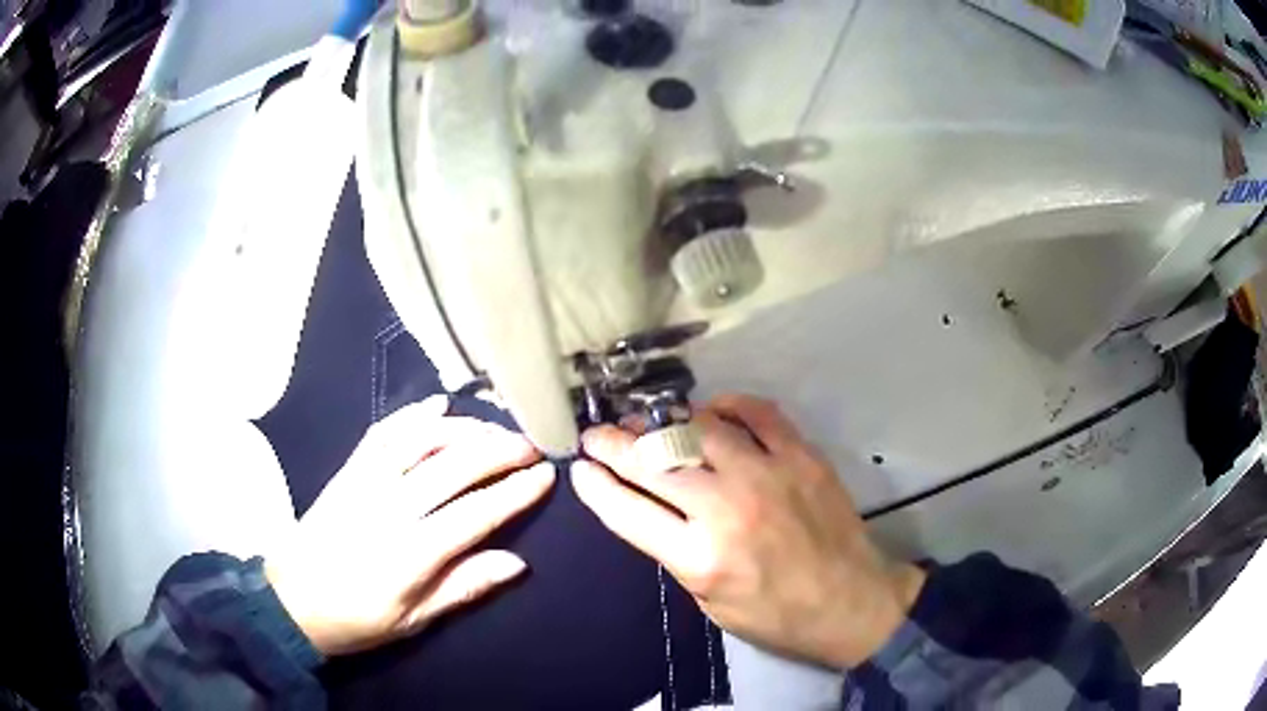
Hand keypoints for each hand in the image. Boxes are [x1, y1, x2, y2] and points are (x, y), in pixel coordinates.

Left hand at [265, 397, 554, 655]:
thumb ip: (463, 588)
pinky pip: (383, 434)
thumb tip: (517, 563)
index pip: (475, 513)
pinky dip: (413, 416)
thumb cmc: (357, 618)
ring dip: (464, 428)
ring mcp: (365, 483)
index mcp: (411, 553)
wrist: (291, 600)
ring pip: (421, 441)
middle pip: (454, 466)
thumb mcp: (413, 620)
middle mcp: (390, 508)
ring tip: (495, 428)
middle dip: (500, 451)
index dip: (515, 492)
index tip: (546, 476)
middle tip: (532, 445)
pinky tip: (438, 405)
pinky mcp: (348, 471)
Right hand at [573, 395, 924, 669]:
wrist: (852, 603)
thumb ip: (675, 552)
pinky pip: (757, 412)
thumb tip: (649, 506)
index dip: (594, 485)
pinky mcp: (801, 456)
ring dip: (661, 422)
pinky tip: (710, 411)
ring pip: (698, 429)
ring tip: (645, 422)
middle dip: (613, 445)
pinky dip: (727, 406)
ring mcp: (767, 475)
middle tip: (597, 436)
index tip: (580, 468)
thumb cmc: (776, 615)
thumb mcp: (709, 602)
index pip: (626, 510)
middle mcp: (726, 509)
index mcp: (699, 557)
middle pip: (653, 462)